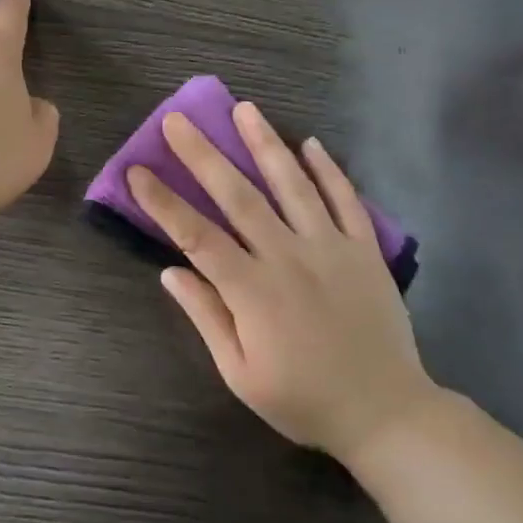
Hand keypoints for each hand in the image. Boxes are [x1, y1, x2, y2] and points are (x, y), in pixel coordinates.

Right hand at [127, 102, 435, 467]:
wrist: (385, 413)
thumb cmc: (303, 399)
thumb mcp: (241, 373)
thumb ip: (207, 317)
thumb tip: (170, 272)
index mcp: (252, 291)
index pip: (197, 236)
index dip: (164, 202)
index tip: (138, 171)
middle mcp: (288, 257)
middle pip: (239, 196)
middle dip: (204, 155)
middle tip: (178, 120)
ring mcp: (331, 248)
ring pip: (293, 186)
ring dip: (266, 144)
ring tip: (244, 109)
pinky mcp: (365, 250)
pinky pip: (346, 200)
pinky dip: (329, 171)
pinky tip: (311, 144)